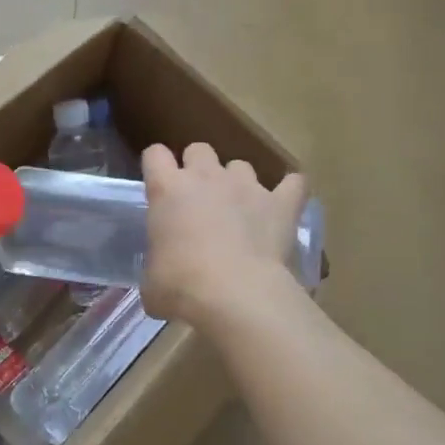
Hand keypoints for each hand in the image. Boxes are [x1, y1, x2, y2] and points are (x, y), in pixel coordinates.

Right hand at [141, 142, 307, 325]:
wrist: (236, 294)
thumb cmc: (182, 286)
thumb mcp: (152, 281)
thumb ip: (156, 266)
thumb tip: (160, 279)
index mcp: (168, 189)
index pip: (155, 155)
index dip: (156, 166)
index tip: (159, 186)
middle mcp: (206, 177)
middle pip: (199, 149)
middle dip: (198, 167)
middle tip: (198, 198)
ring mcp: (246, 186)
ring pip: (241, 166)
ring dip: (237, 182)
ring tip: (240, 209)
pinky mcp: (280, 203)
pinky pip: (293, 184)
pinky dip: (289, 191)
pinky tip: (285, 204)